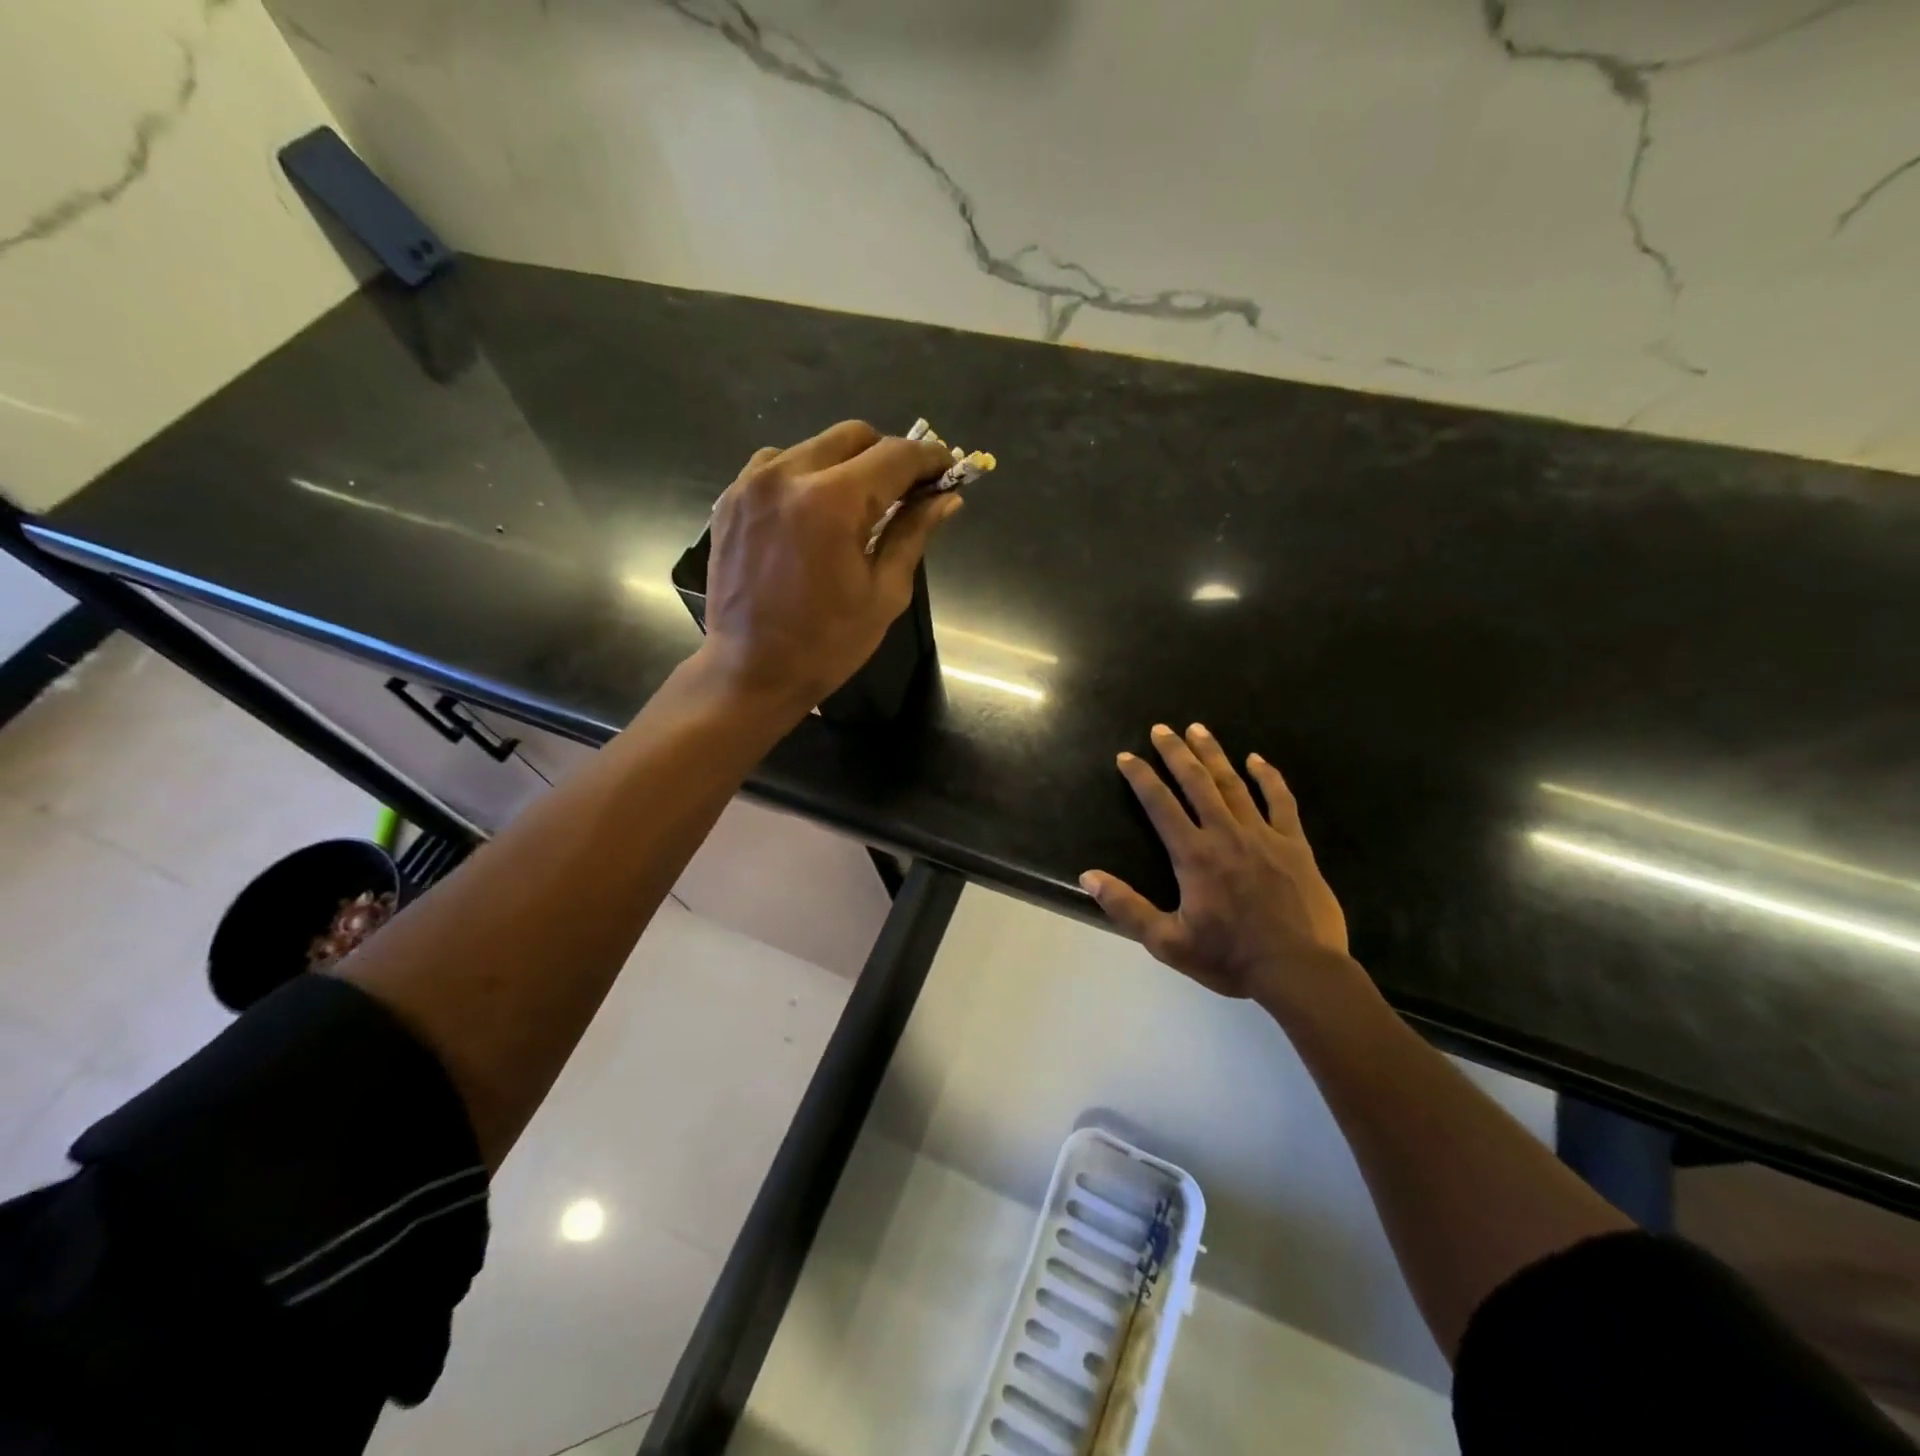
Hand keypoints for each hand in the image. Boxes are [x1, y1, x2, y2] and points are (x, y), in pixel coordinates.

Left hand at [700, 421, 959, 712]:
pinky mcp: (731, 498)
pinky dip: (805, 476)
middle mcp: (788, 476)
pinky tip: (813, 513)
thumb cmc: (827, 643)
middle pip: (854, 436)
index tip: (947, 470)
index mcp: (832, 503)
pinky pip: (778, 465)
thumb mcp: (884, 593)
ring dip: (845, 465)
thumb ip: (913, 533)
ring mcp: (752, 483)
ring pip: (815, 446)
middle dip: (888, 456)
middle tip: (905, 492)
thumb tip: (947, 498)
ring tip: (856, 506)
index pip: (895, 456)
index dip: (929, 459)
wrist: (751, 670)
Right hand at [1080, 723, 1353, 1011]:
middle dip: (1175, 752)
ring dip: (1213, 754)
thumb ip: (1126, 907)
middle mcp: (1225, 834)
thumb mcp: (1167, 942)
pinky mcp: (1294, 845)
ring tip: (1198, 729)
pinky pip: (1280, 801)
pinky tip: (1257, 760)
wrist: (1299, 971)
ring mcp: (1263, 835)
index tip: (1126, 756)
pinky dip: (1268, 777)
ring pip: (1234, 783)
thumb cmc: (1229, 958)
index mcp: (1193, 855)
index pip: (1160, 804)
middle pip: (1196, 782)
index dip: (1141, 777)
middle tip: (1161, 728)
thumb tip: (1088, 877)